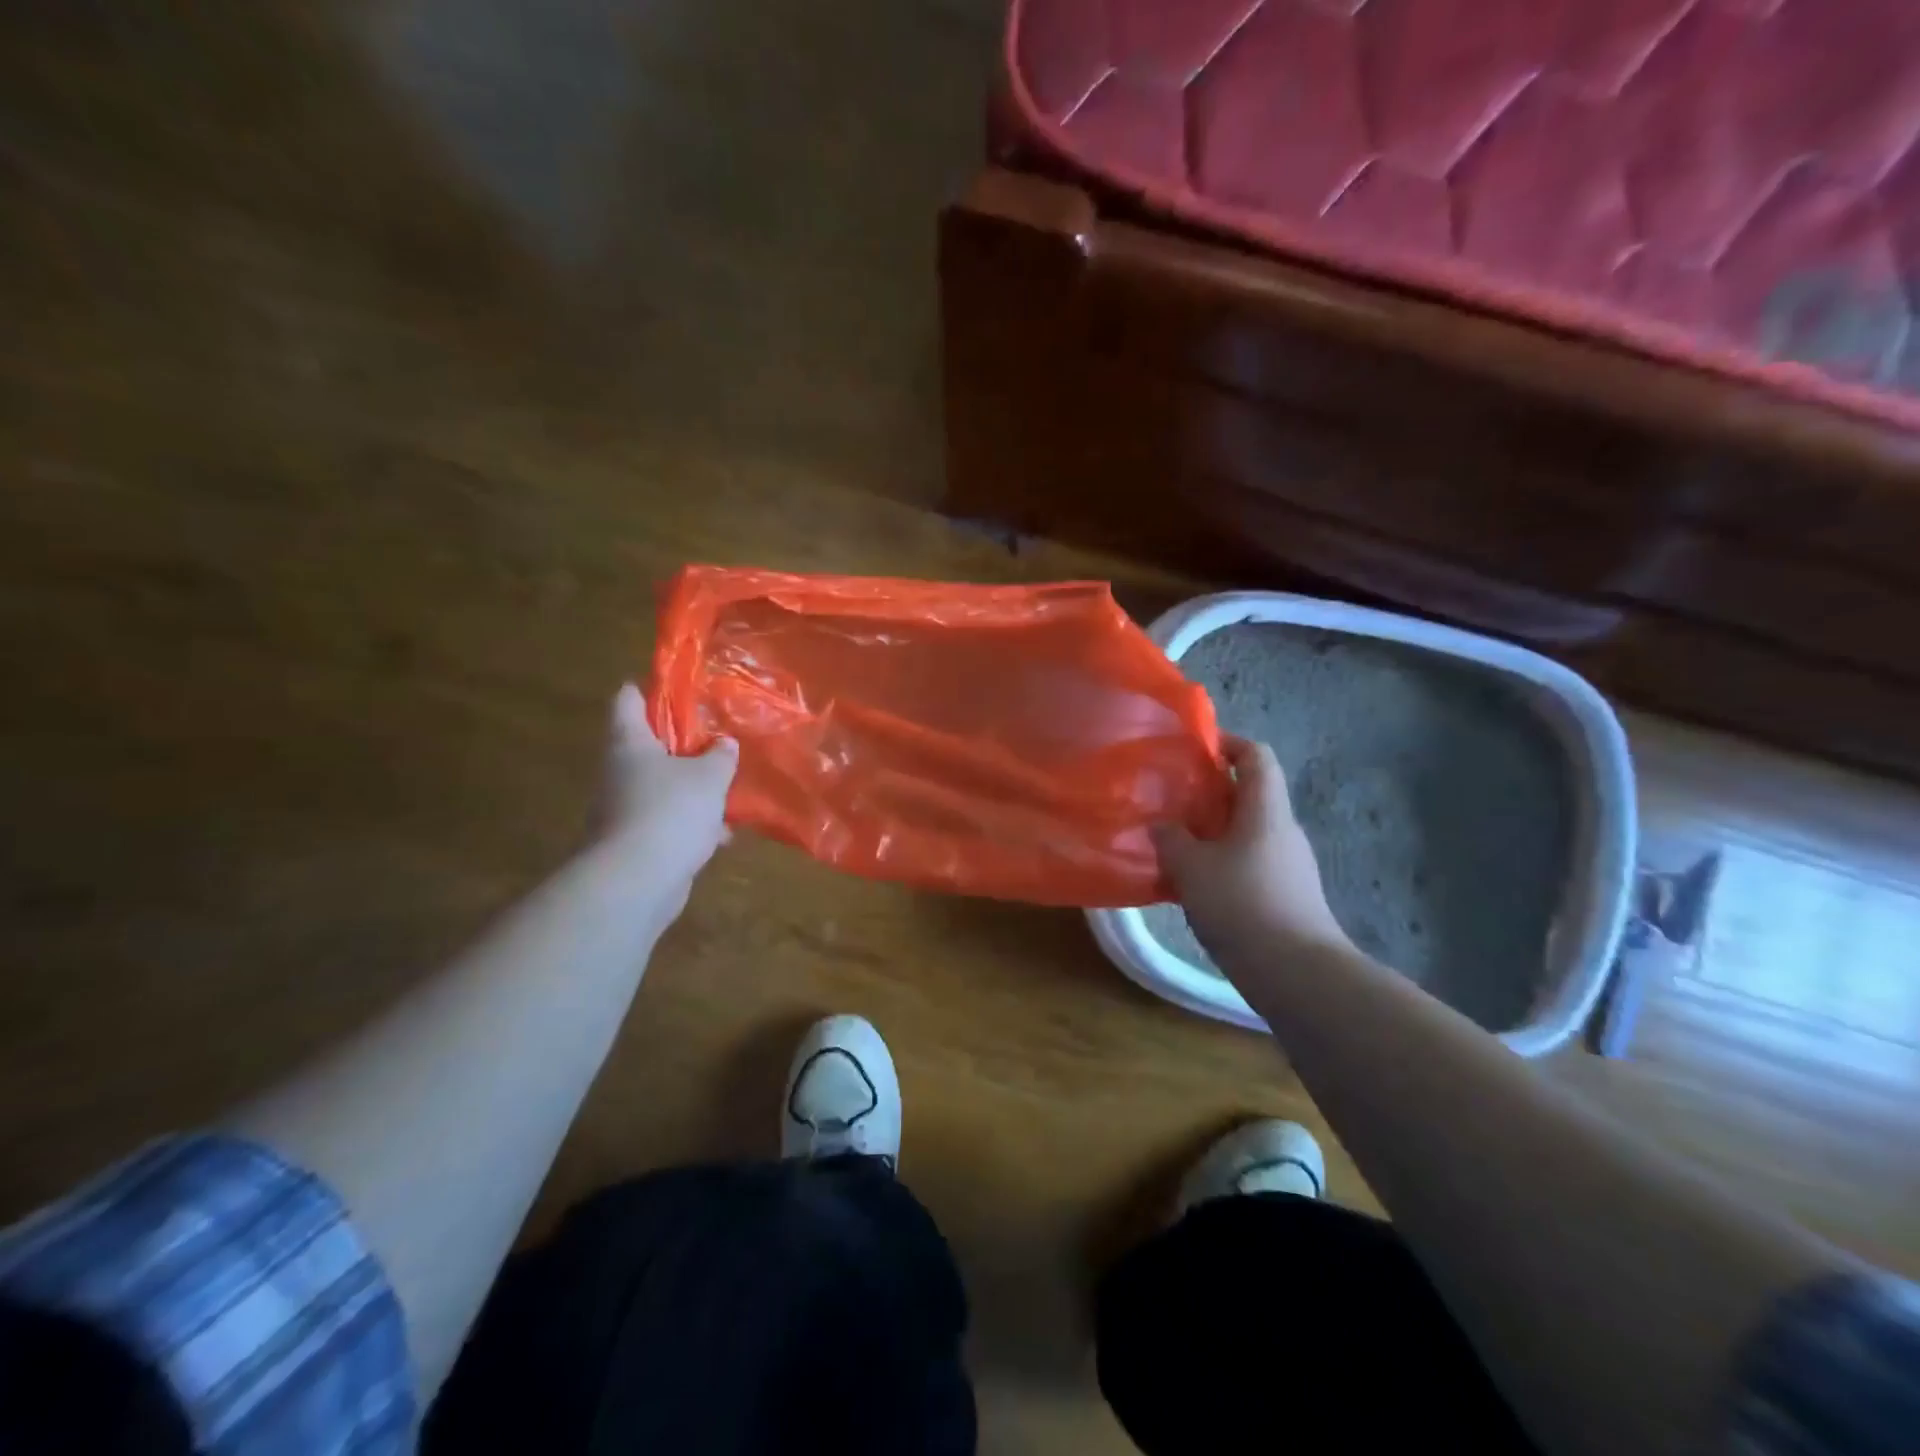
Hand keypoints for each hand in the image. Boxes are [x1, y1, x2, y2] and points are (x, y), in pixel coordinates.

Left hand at [599, 684, 737, 895]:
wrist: (637, 881)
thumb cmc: (670, 811)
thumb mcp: (709, 776)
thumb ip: (720, 756)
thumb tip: (724, 744)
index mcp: (629, 742)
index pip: (627, 699)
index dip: (651, 688)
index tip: (680, 688)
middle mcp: (618, 771)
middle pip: (648, 745)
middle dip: (684, 745)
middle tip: (718, 742)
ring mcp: (622, 809)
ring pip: (661, 787)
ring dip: (692, 789)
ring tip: (727, 791)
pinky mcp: (633, 842)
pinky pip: (666, 822)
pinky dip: (690, 824)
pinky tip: (720, 835)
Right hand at [1154, 736, 1352, 965]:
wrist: (1296, 972)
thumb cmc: (1242, 904)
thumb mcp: (1192, 867)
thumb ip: (1172, 839)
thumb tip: (1163, 825)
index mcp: (1265, 810)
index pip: (1256, 756)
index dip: (1227, 744)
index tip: (1194, 750)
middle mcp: (1282, 830)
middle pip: (1250, 794)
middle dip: (1210, 793)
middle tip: (1171, 801)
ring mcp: (1289, 865)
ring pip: (1247, 832)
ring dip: (1213, 832)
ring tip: (1175, 844)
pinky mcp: (1287, 895)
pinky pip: (1250, 863)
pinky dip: (1222, 863)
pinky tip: (1194, 885)